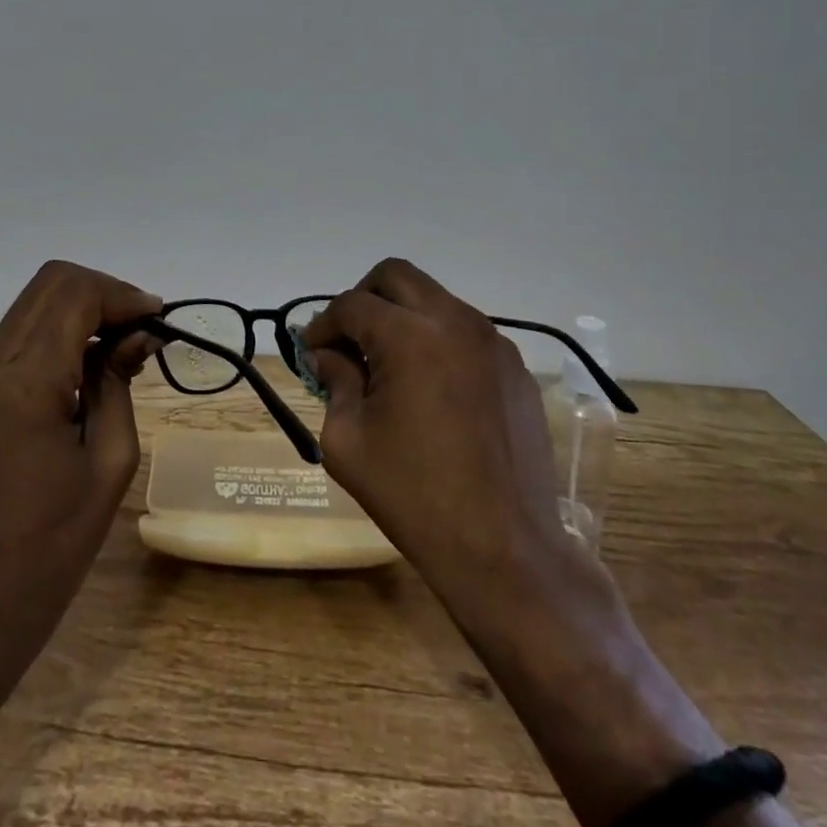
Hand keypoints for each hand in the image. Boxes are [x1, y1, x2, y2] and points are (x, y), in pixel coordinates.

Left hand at [0, 260, 160, 640]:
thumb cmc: (59, 539)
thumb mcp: (112, 458)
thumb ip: (121, 379)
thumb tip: (141, 332)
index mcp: (25, 384)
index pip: (75, 297)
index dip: (122, 296)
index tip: (158, 318)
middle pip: (51, 283)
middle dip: (104, 292)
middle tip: (142, 325)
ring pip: (36, 300)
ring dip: (84, 306)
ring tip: (123, 340)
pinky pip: (23, 330)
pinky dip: (62, 327)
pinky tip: (91, 358)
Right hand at [301, 258, 603, 631]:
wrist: (505, 550)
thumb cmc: (414, 496)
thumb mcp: (348, 441)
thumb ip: (334, 382)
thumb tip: (328, 355)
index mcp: (409, 337)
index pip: (352, 304)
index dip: (323, 323)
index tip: (311, 351)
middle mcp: (454, 322)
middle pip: (395, 276)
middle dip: (363, 299)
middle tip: (348, 339)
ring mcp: (492, 342)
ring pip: (434, 299)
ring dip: (402, 317)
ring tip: (388, 366)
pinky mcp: (515, 368)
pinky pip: (465, 332)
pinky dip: (437, 341)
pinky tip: (431, 388)